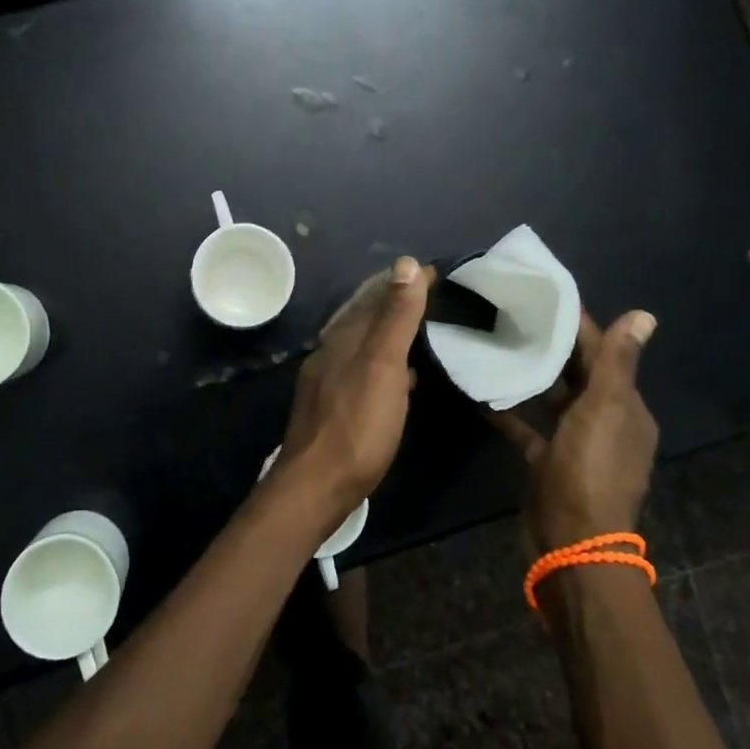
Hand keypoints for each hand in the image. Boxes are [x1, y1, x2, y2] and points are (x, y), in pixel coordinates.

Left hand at [275, 258, 433, 524]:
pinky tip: (400, 380)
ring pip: (361, 345)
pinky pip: (361, 372)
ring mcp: (327, 382)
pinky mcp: (332, 409)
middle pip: (362, 317)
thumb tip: (407, 263)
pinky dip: (383, 365)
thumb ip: (395, 317)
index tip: (433, 271)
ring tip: (416, 331)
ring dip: (386, 333)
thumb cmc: (357, 424)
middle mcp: (330, 353)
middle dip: (390, 302)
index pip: (372, 296)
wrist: (317, 485)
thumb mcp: (383, 365)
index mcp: (343, 337)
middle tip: (424, 294)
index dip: (401, 282)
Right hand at [493, 309, 659, 550]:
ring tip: (498, 345)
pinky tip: (484, 396)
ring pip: (555, 399)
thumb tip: (645, 314)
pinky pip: (531, 428)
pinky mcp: (550, 463)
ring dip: (533, 376)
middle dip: (552, 345)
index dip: (578, 325)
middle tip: (512, 314)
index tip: (544, 296)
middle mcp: (606, 423)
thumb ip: (616, 362)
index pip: (603, 353)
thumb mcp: (604, 410)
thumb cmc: (589, 470)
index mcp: (626, 408)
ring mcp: (577, 445)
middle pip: (579, 373)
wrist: (573, 543)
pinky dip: (512, 412)